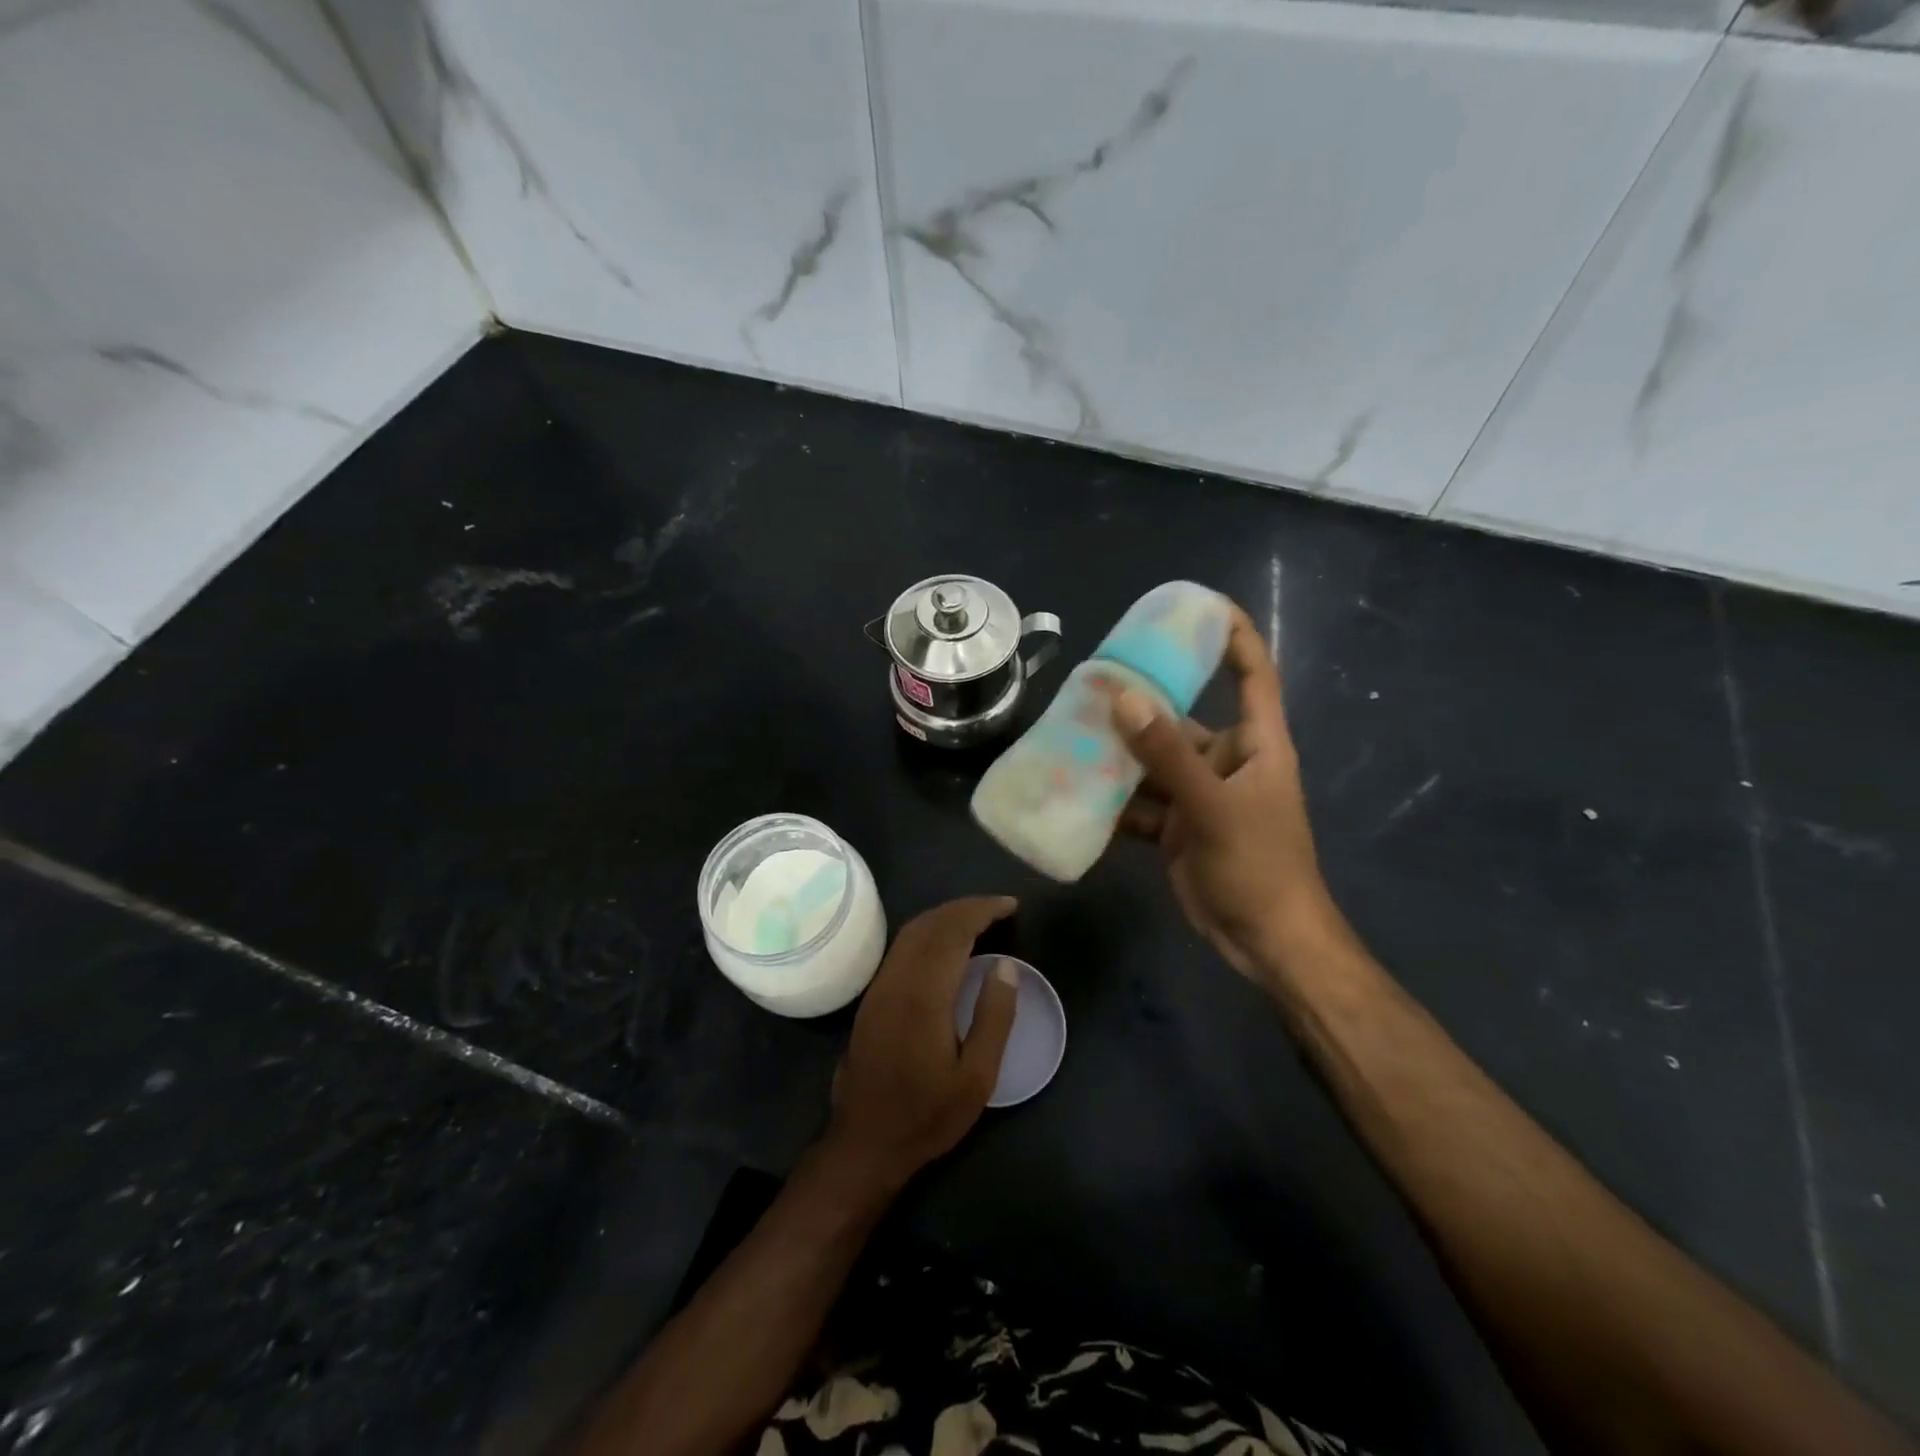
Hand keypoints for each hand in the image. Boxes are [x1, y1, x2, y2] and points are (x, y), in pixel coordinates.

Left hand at [824, 896, 1019, 1189]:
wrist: (864, 1142)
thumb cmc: (927, 1115)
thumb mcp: (977, 1078)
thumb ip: (994, 1018)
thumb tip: (1005, 966)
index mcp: (924, 995)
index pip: (954, 932)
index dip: (983, 911)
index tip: (1011, 906)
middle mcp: (897, 979)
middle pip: (931, 923)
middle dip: (966, 908)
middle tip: (1000, 909)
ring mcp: (880, 986)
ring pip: (912, 932)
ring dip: (945, 916)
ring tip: (979, 919)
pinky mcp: (872, 997)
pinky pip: (902, 947)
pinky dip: (929, 932)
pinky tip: (946, 945)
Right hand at [1111, 605, 1336, 984]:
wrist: (1264, 941)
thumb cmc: (1259, 866)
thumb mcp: (1214, 806)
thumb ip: (1169, 754)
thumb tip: (1124, 697)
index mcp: (1256, 743)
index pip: (1252, 672)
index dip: (1231, 634)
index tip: (1194, 606)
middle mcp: (1226, 760)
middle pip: (1182, 716)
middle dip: (1141, 701)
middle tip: (1092, 680)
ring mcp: (1198, 795)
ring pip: (1152, 761)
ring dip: (1117, 752)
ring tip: (1069, 731)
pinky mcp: (1175, 826)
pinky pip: (1138, 800)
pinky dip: (1112, 797)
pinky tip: (1075, 788)